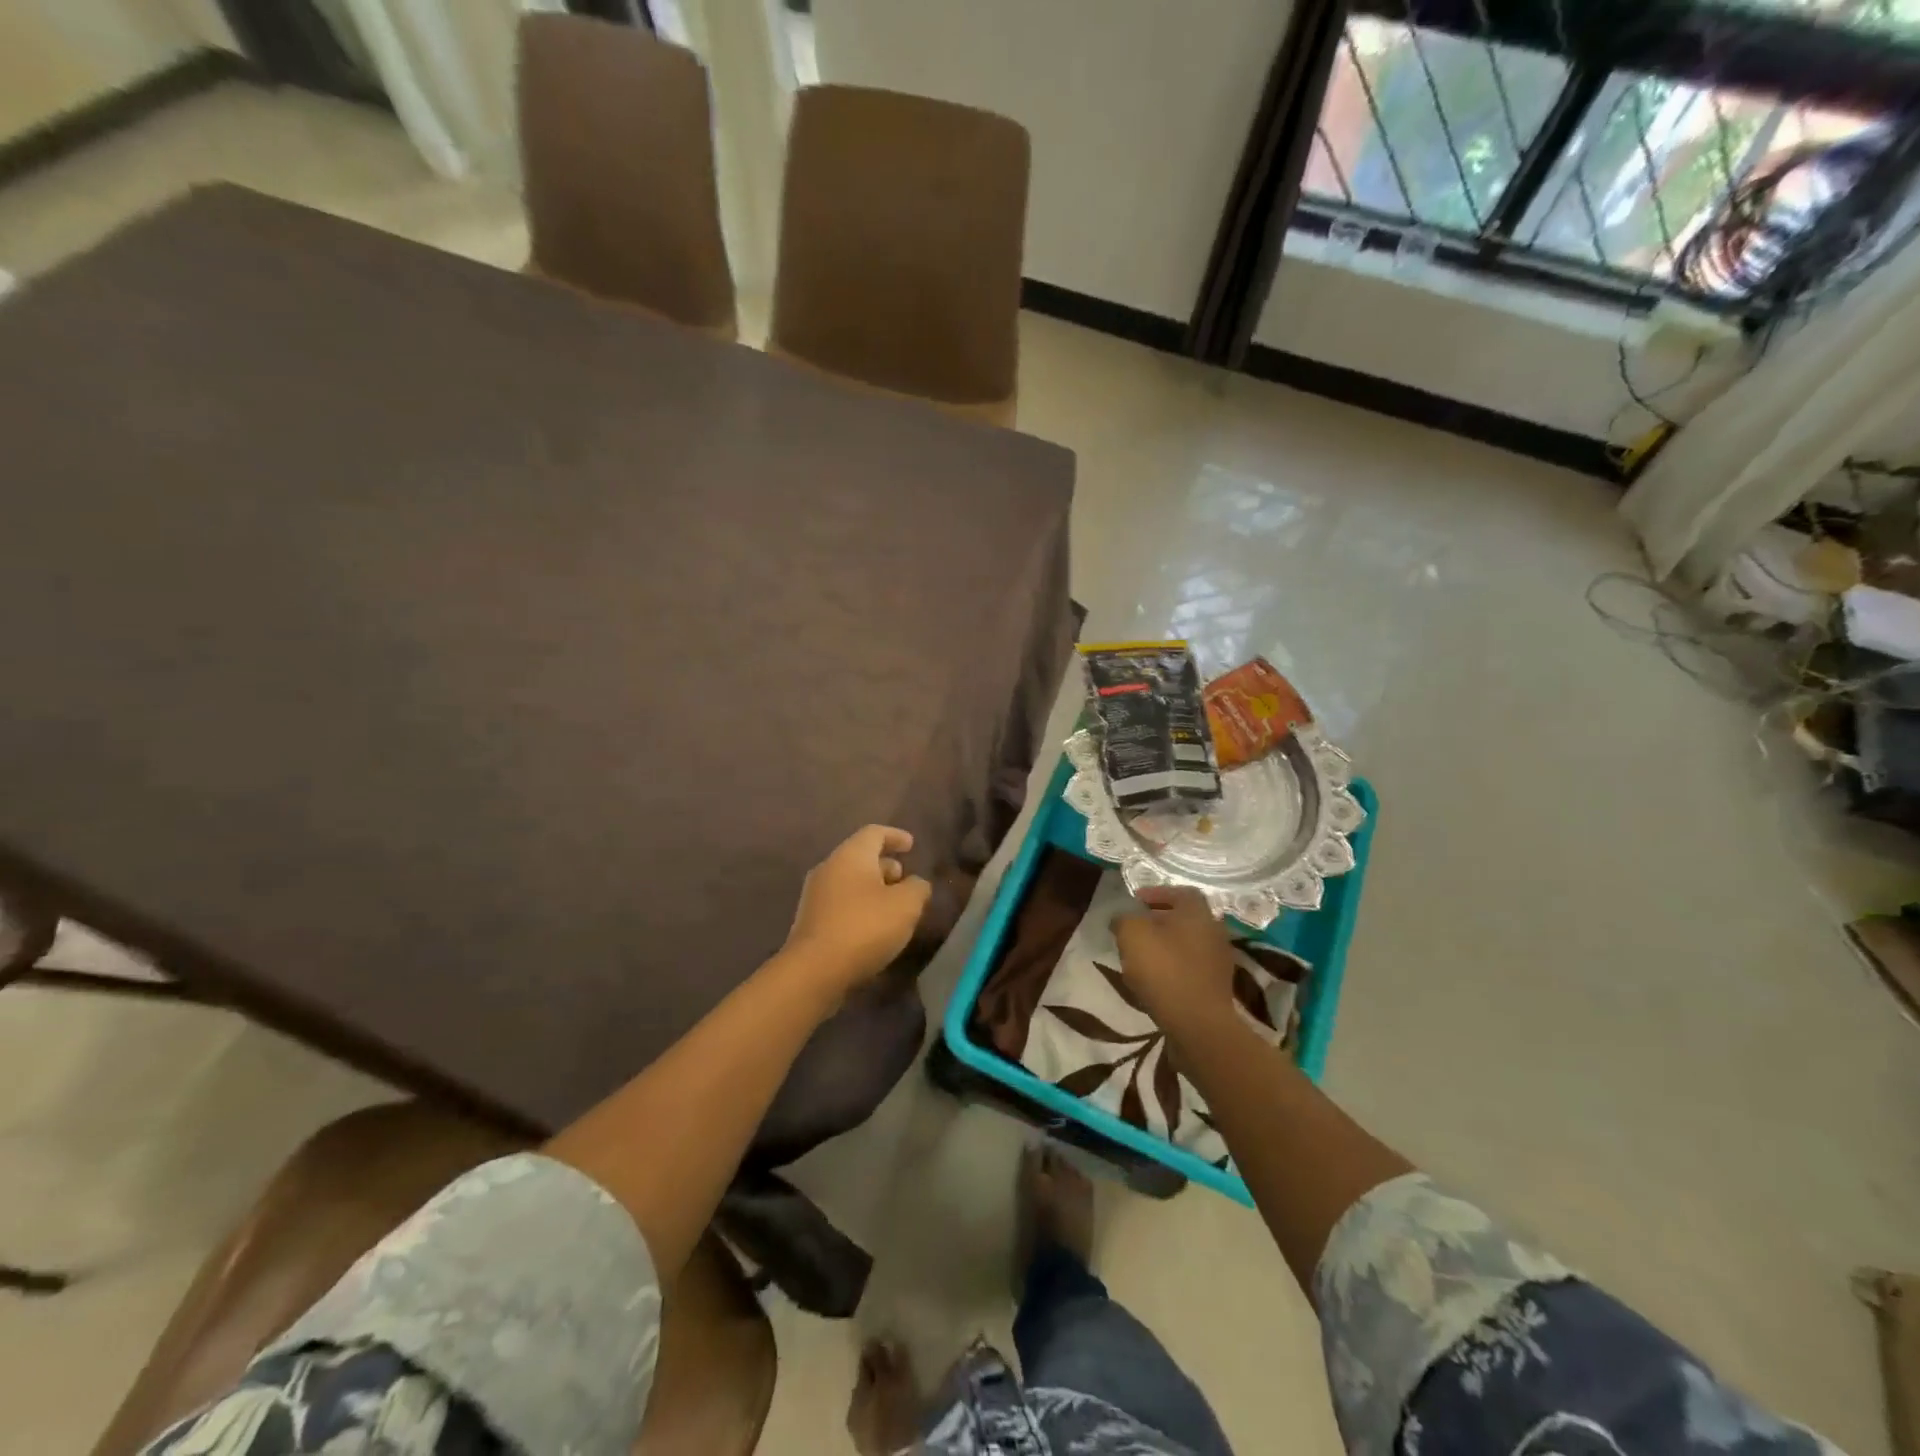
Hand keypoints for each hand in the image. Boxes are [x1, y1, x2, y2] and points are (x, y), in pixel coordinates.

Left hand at [782, 825, 931, 996]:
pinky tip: (873, 928)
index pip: (874, 833)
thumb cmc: (865, 927)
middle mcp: (829, 868)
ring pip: (850, 882)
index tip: (911, 845)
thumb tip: (915, 884)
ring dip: (873, 889)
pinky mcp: (810, 922)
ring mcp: (815, 896)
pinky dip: (860, 908)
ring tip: (893, 907)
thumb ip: (917, 888)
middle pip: (860, 857)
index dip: (895, 836)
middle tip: (905, 880)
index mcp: (850, 855)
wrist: (814, 971)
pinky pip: (841, 904)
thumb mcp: (906, 905)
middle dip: (885, 866)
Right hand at [1111, 886, 1237, 1035]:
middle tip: (1135, 928)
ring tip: (1140, 955)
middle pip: (1184, 918)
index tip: (1135, 902)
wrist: (1198, 1023)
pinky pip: (1191, 967)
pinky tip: (1155, 979)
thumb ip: (1124, 919)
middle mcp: (1214, 930)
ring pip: (1187, 943)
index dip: (1156, 893)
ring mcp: (1219, 960)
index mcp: (1198, 912)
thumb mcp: (1132, 934)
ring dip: (1165, 945)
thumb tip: (1123, 918)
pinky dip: (1173, 967)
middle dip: (1158, 920)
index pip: (1180, 892)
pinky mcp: (1216, 986)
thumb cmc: (1164, 969)